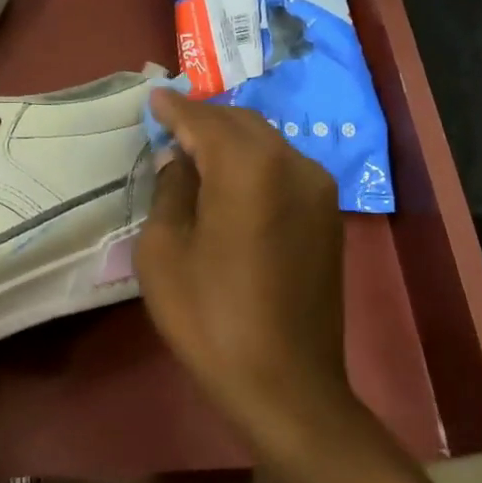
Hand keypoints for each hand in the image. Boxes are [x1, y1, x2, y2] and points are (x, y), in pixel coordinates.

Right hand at [135, 90, 361, 443]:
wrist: (286, 384)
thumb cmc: (210, 319)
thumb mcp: (164, 253)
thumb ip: (170, 192)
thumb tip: (179, 161)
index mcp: (248, 168)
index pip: (205, 121)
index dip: (175, 109)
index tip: (153, 99)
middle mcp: (292, 165)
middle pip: (242, 123)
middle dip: (204, 119)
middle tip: (170, 123)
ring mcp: (318, 190)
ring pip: (267, 144)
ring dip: (230, 140)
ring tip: (196, 149)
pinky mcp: (328, 216)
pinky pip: (284, 170)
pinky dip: (253, 163)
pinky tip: (230, 180)